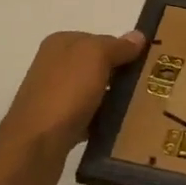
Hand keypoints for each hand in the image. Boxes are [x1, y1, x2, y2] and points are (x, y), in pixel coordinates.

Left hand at [0, 29, 145, 184]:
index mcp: (61, 44)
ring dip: (114, 100)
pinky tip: (120, 130)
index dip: (124, 50)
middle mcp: (55, 66)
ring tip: (142, 110)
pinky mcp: (58, 125)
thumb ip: (117, 46)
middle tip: (151, 88)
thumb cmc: (65, 94)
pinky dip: (102, 122)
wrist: (34, 148)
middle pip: (98, 66)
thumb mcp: (95, 57)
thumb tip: (137, 36)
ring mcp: (55, 96)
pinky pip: (88, 117)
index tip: (149, 64)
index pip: (101, 39)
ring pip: (94, 92)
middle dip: (122, 75)